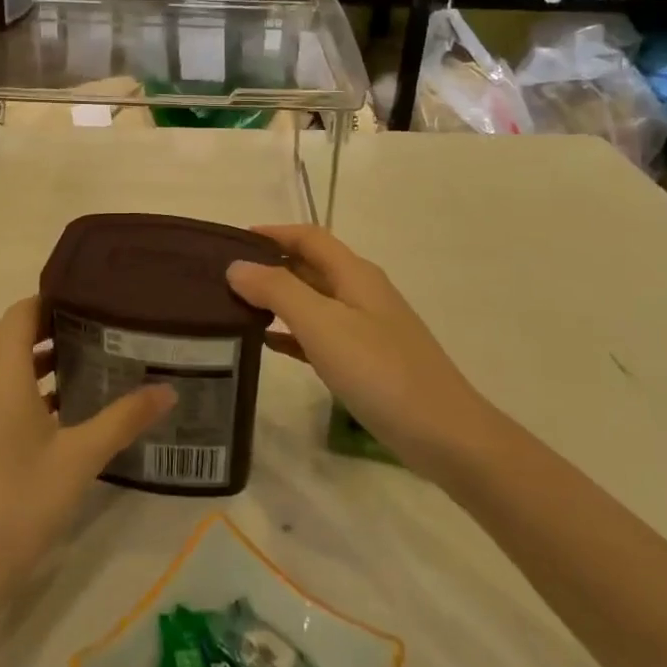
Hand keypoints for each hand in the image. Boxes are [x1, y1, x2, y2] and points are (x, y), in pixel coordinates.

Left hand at [0, 298, 175, 615]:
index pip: (25, 310)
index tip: (101, 299)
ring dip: (40, 357)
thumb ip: (124, 418)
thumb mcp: (79, 460)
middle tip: (108, 329)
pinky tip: (62, 407)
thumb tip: (169, 389)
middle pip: (14, 332)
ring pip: (2, 361)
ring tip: (94, 360)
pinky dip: (23, 383)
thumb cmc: (16, 506)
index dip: (60, 298)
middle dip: (57, 326)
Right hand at [226, 225, 484, 476]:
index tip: (228, 242)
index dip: (271, 232)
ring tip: (235, 308)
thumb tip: (236, 266)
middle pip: (310, 265)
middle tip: (223, 278)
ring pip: (313, 301)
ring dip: (277, 299)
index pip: (308, 237)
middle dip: (269, 265)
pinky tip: (268, 344)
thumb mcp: (322, 325)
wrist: (444, 434)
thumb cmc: (380, 371)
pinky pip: (320, 335)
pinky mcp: (367, 361)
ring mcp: (366, 328)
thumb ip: (277, 291)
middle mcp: (361, 292)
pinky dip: (292, 332)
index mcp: (354, 274)